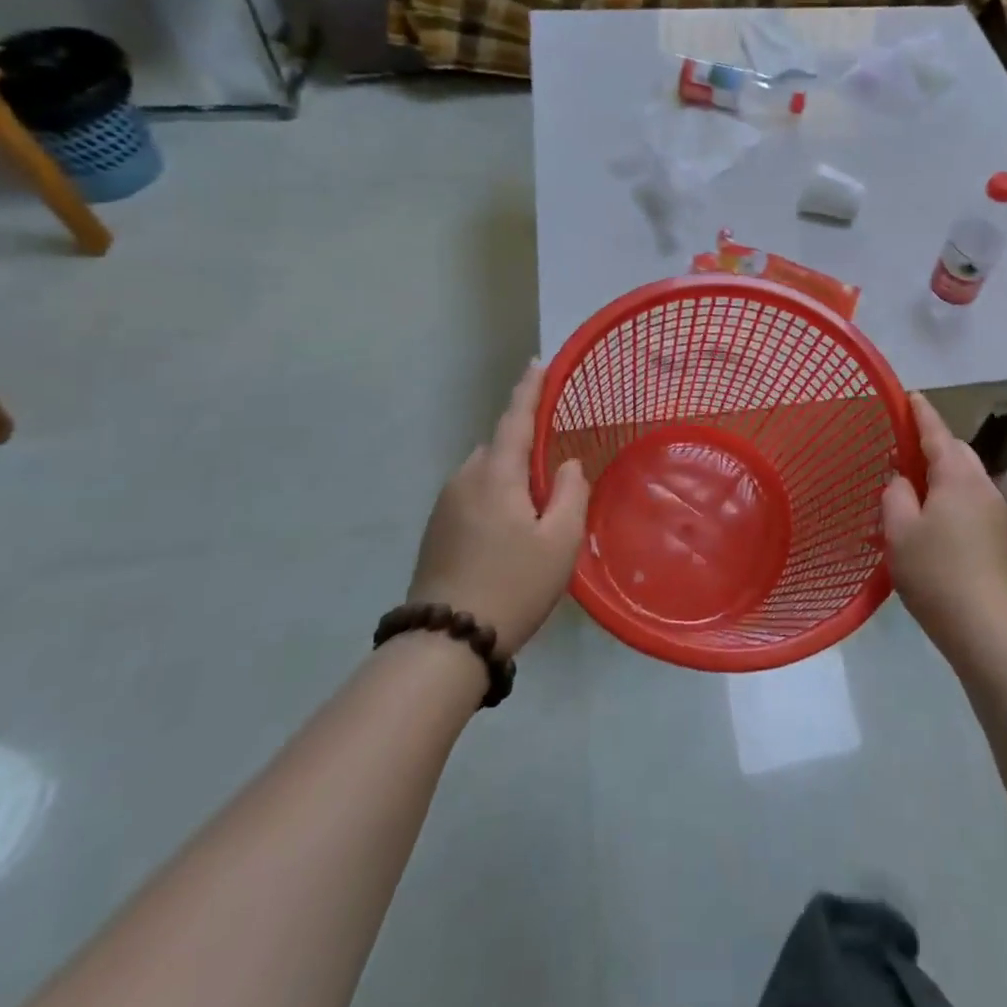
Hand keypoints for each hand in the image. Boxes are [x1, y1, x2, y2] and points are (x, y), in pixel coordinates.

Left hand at [409, 363, 589, 657]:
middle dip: (526, 451)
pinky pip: (473, 496)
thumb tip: (567, 464)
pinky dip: (494, 500)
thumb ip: (571, 492)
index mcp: (495, 474)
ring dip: (510, 480)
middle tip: (555, 480)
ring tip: (534, 518)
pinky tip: (507, 536)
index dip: (529, 389)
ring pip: (485, 475)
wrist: (445, 643)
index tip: (537, 363)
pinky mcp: (435, 530)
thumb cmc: (513, 584)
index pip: (515, 418)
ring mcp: (444, 505)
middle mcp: (464, 479)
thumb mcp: (560, 539)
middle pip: (500, 448)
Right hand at [881, 393, 1006, 653]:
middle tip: (900, 448)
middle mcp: (982, 484)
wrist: (984, 625)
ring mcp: (995, 510)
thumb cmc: (935, 572)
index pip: (936, 432)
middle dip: (931, 443)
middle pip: (955, 450)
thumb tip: (902, 480)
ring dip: (940, 470)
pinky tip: (930, 515)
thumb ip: (895, 493)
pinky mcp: (998, 533)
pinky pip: (969, 497)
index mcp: (957, 476)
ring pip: (964, 475)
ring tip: (911, 484)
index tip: (909, 395)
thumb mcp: (899, 529)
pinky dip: (949, 492)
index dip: (920, 412)